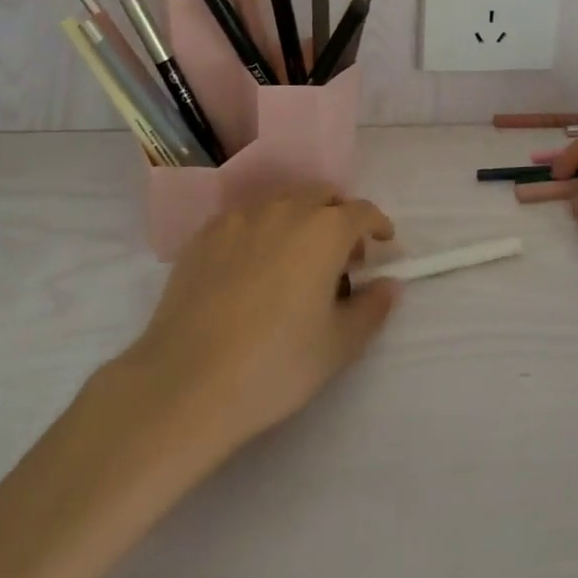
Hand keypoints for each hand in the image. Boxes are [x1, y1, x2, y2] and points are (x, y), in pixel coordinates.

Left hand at [123, 187, 399, 448]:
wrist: (187, 381)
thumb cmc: (276, 364)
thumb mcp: (339, 345)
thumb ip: (372, 308)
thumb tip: (390, 283)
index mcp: (324, 230)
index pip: (362, 211)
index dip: (378, 225)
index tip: (383, 242)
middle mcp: (284, 209)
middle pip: (322, 196)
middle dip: (339, 217)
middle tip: (341, 256)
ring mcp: (239, 218)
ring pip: (282, 203)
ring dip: (300, 221)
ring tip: (296, 261)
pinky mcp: (205, 234)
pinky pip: (245, 220)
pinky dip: (262, 232)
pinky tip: (253, 268)